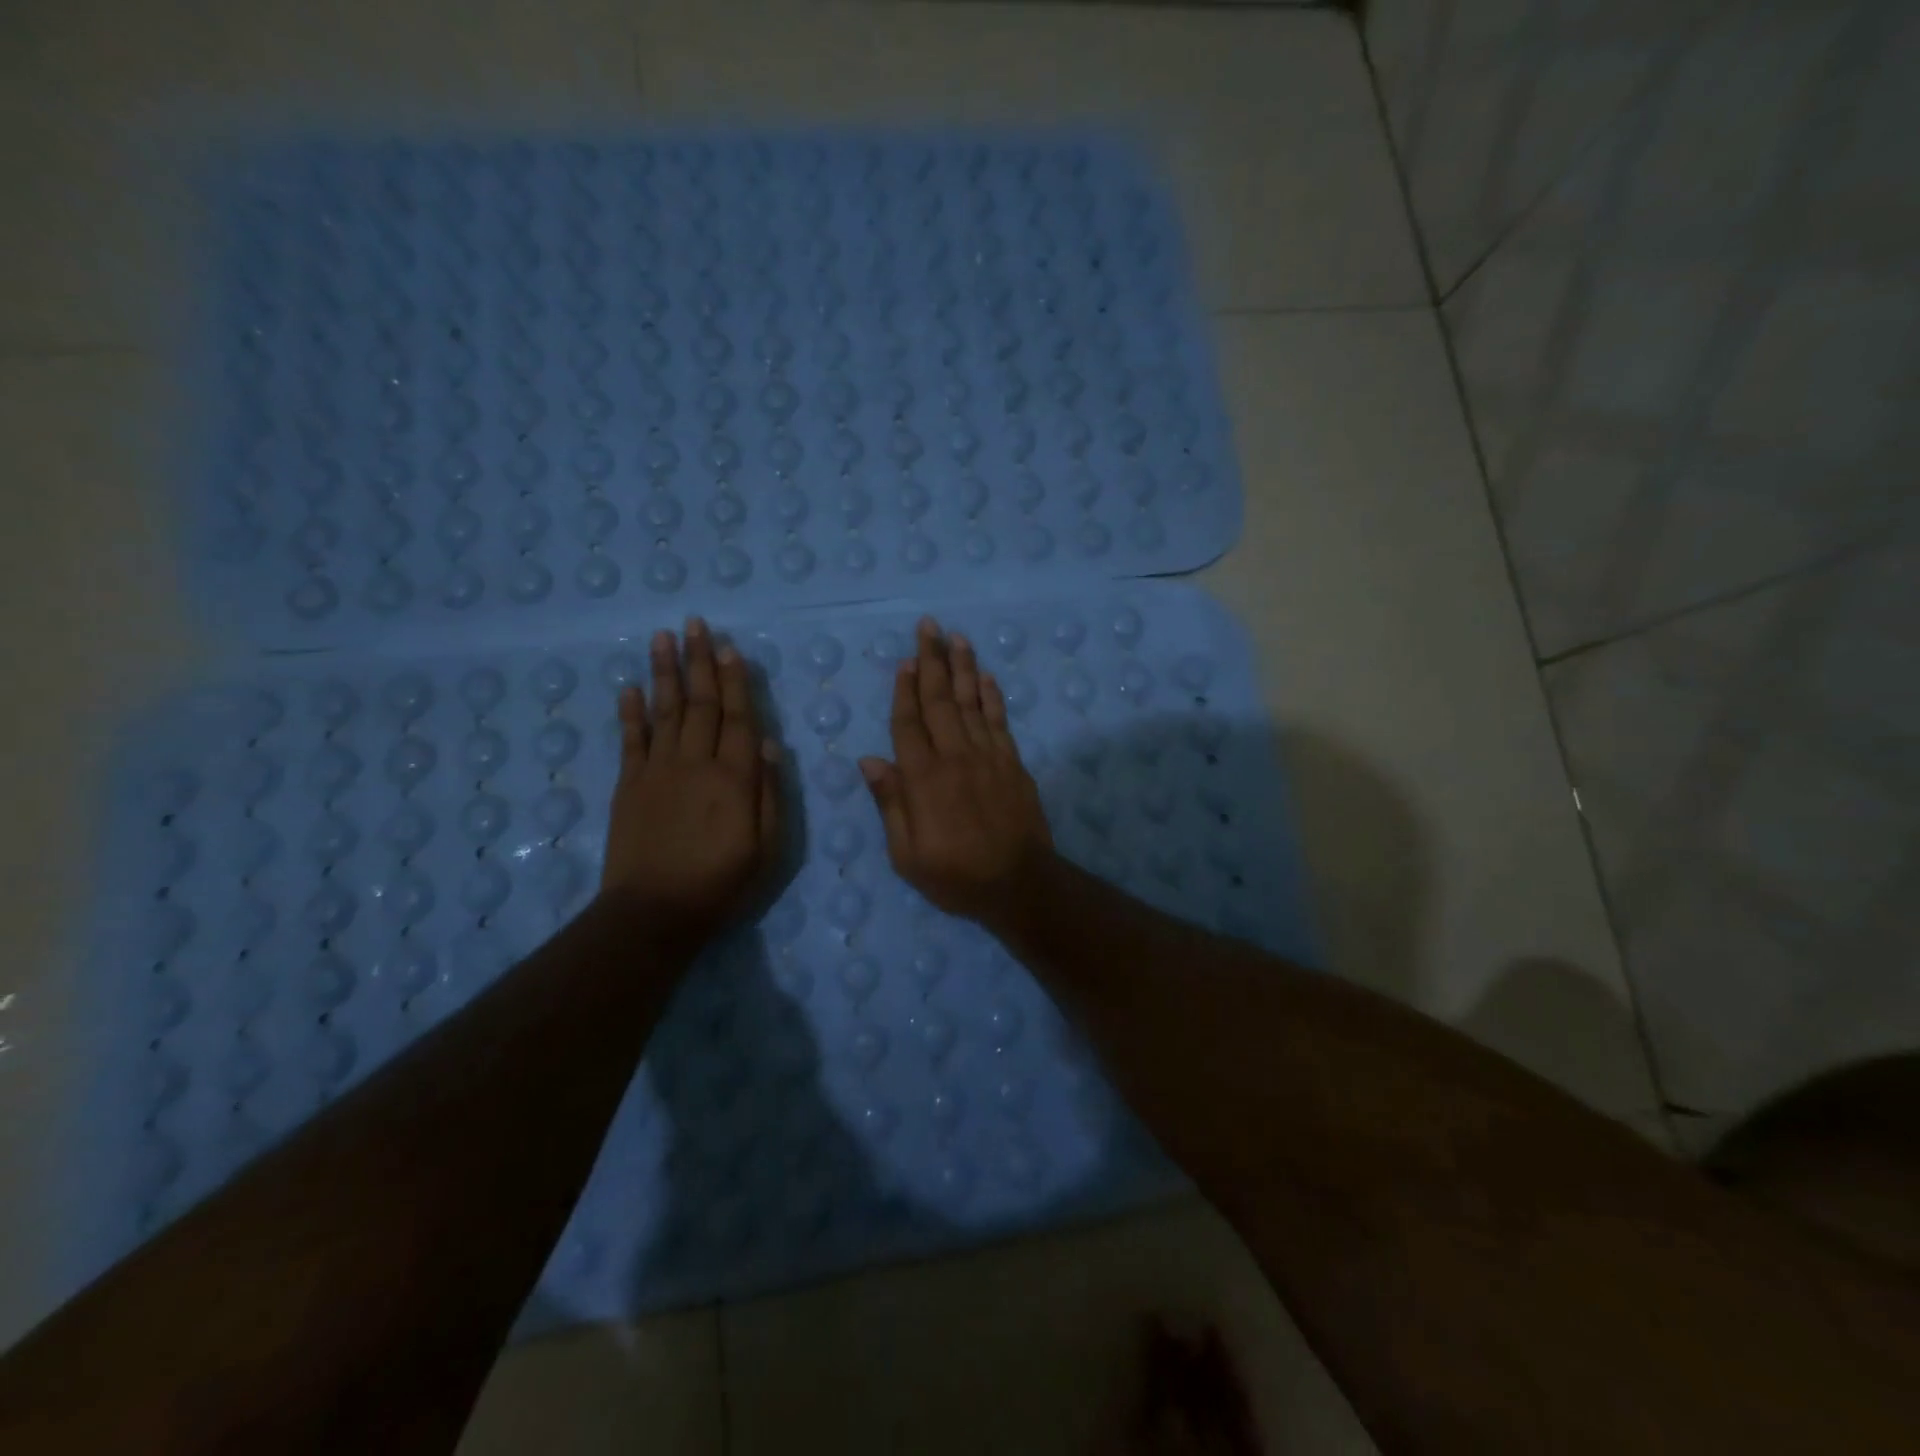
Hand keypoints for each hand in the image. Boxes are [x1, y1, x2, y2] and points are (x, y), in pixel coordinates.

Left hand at [602, 619, 781, 947]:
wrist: (654, 913)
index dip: (737, 681)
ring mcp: (657, 771)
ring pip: (664, 711)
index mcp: (734, 778)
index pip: (740, 718)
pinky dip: (630, 712)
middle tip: (695, 624)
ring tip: (662, 637)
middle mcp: (696, 763)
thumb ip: (770, 794)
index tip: (730, 648)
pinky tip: (629, 687)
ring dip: (664, 672)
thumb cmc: (722, 884)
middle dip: (700, 661)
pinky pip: (631, 740)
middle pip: (701, 704)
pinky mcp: (629, 786)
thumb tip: (771, 745)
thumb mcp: (769, 849)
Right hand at [860, 618, 1054, 925]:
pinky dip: (992, 696)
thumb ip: (890, 804)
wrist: (1019, 884)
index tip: (906, 660)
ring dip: (963, 667)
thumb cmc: (955, 876)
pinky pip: (1000, 720)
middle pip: (940, 700)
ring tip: (958, 637)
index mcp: (923, 779)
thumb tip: (869, 761)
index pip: (908, 723)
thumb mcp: (907, 855)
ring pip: (971, 702)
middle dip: (933, 660)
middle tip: (929, 626)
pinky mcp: (1013, 763)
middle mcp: (955, 757)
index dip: (905, 690)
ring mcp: (988, 757)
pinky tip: (986, 677)